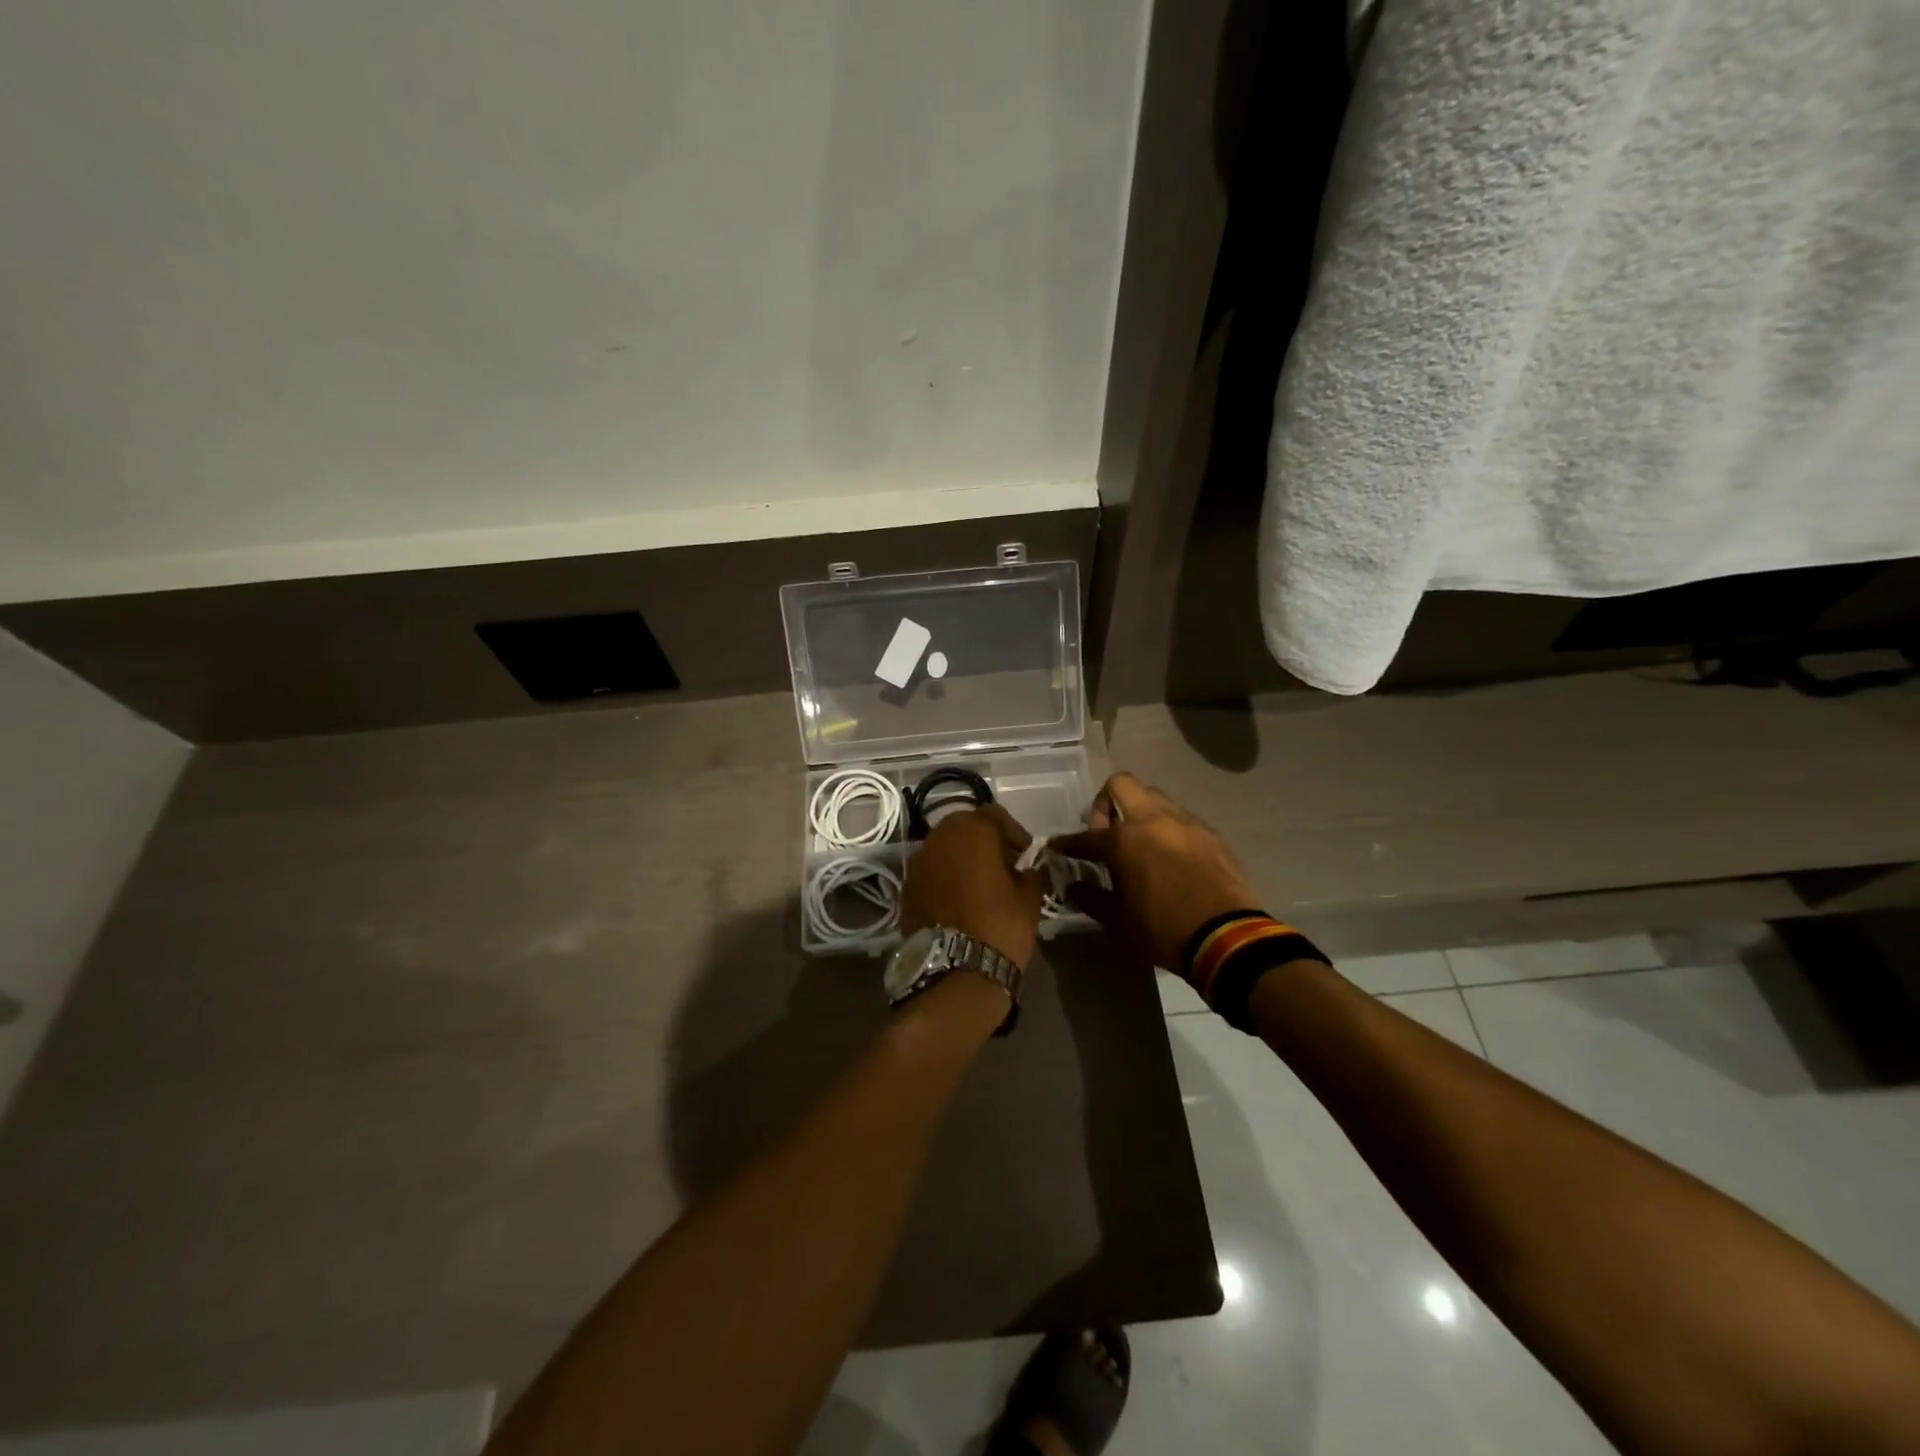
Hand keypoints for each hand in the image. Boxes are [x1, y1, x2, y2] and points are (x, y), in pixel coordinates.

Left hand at [900, 803, 1045, 967]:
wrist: (956, 972)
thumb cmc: (1000, 927)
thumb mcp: (1030, 898)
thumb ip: (1031, 872)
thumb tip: (1030, 868)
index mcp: (972, 830)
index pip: (995, 815)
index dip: (1013, 832)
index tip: (1024, 855)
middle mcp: (939, 837)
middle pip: (965, 826)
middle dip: (984, 840)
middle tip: (1002, 865)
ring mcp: (918, 862)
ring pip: (944, 847)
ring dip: (961, 857)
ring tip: (979, 883)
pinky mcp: (906, 887)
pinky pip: (930, 871)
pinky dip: (944, 877)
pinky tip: (958, 900)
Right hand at [1052, 773, 1258, 970]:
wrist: (1227, 937)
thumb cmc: (1163, 930)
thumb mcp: (1118, 922)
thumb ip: (1091, 899)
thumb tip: (1072, 887)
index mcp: (1123, 840)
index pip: (1086, 836)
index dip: (1067, 843)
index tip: (1058, 847)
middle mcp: (1152, 819)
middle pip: (1122, 784)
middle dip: (1107, 802)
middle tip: (1107, 832)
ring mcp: (1185, 822)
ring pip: (1155, 797)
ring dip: (1141, 812)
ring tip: (1141, 843)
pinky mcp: (1210, 833)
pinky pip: (1181, 818)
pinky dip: (1168, 828)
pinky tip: (1170, 855)